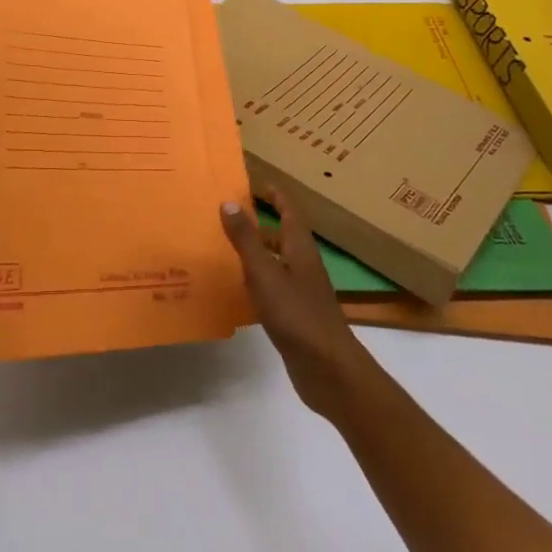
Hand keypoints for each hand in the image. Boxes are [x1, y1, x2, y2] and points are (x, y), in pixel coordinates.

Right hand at [220, 188, 375, 420]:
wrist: (327, 369)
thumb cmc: (297, 314)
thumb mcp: (265, 273)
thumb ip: (246, 239)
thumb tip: (229, 202)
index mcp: (300, 249)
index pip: (289, 211)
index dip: (275, 195)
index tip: (254, 183)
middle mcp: (303, 265)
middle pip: (283, 236)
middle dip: (260, 223)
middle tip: (229, 215)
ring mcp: (301, 292)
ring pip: (276, 262)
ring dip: (256, 252)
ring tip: (225, 248)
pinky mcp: (295, 315)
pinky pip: (273, 288)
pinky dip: (256, 281)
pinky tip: (236, 289)